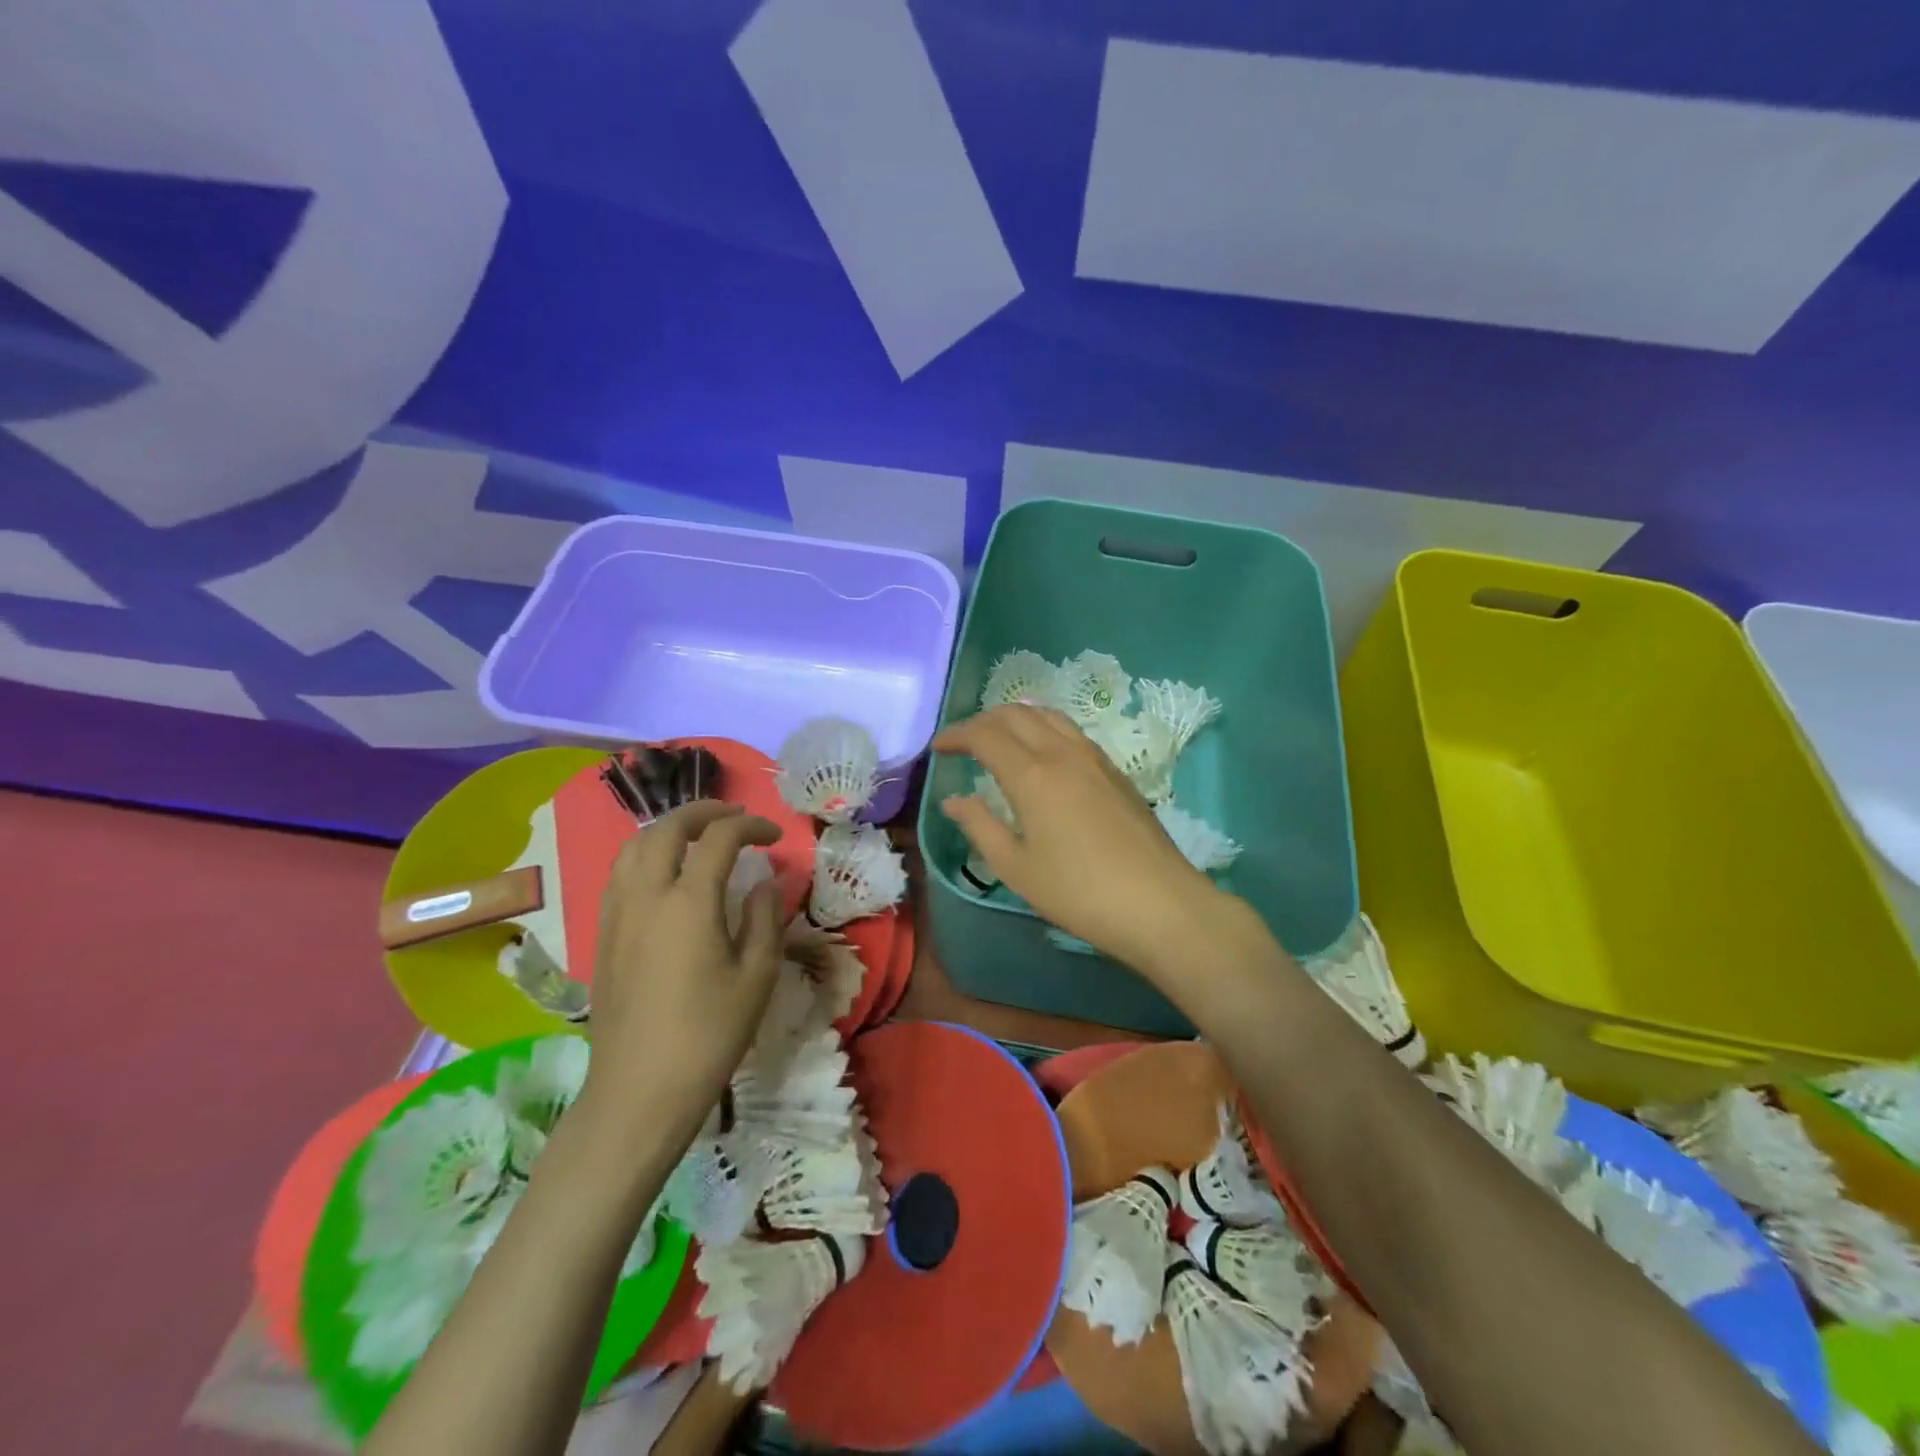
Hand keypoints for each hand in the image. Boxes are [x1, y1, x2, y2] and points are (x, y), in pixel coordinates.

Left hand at [582, 801, 784, 1137]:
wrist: (639, 1091)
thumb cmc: (709, 1034)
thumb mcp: (756, 976)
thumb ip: (765, 918)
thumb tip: (766, 881)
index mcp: (688, 902)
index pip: (719, 837)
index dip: (751, 825)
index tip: (774, 837)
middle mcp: (646, 895)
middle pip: (667, 828)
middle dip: (703, 811)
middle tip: (734, 817)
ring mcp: (617, 914)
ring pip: (634, 845)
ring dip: (669, 828)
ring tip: (698, 836)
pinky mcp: (603, 935)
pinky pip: (620, 873)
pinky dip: (646, 854)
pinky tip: (666, 874)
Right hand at [934, 705, 1232, 974]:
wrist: (1159, 904)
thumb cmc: (1079, 893)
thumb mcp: (1016, 868)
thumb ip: (980, 826)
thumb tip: (954, 800)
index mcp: (1032, 775)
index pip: (985, 735)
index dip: (957, 735)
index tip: (938, 747)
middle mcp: (1062, 753)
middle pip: (1017, 715)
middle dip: (983, 721)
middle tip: (964, 742)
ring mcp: (1094, 758)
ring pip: (1048, 716)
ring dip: (1017, 718)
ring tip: (1000, 738)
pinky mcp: (1116, 771)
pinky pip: (1071, 731)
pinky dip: (1045, 728)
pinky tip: (1043, 753)